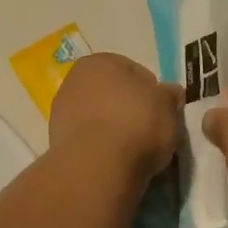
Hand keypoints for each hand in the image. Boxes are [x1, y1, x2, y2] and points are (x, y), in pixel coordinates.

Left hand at [49, 54, 182, 179]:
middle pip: (113, 94)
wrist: (97, 166)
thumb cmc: (137, 124)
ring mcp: (61, 111)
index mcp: (101, 61)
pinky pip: (89, 139)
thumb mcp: (168, 105)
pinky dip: (101, 146)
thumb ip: (170, 95)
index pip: (136, 72)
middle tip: (150, 131)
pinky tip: (114, 160)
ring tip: (133, 150)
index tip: (163, 112)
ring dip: (114, 128)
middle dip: (130, 109)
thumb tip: (170, 93)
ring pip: (99, 117)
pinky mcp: (56, 140)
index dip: (154, 92)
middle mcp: (74, 79)